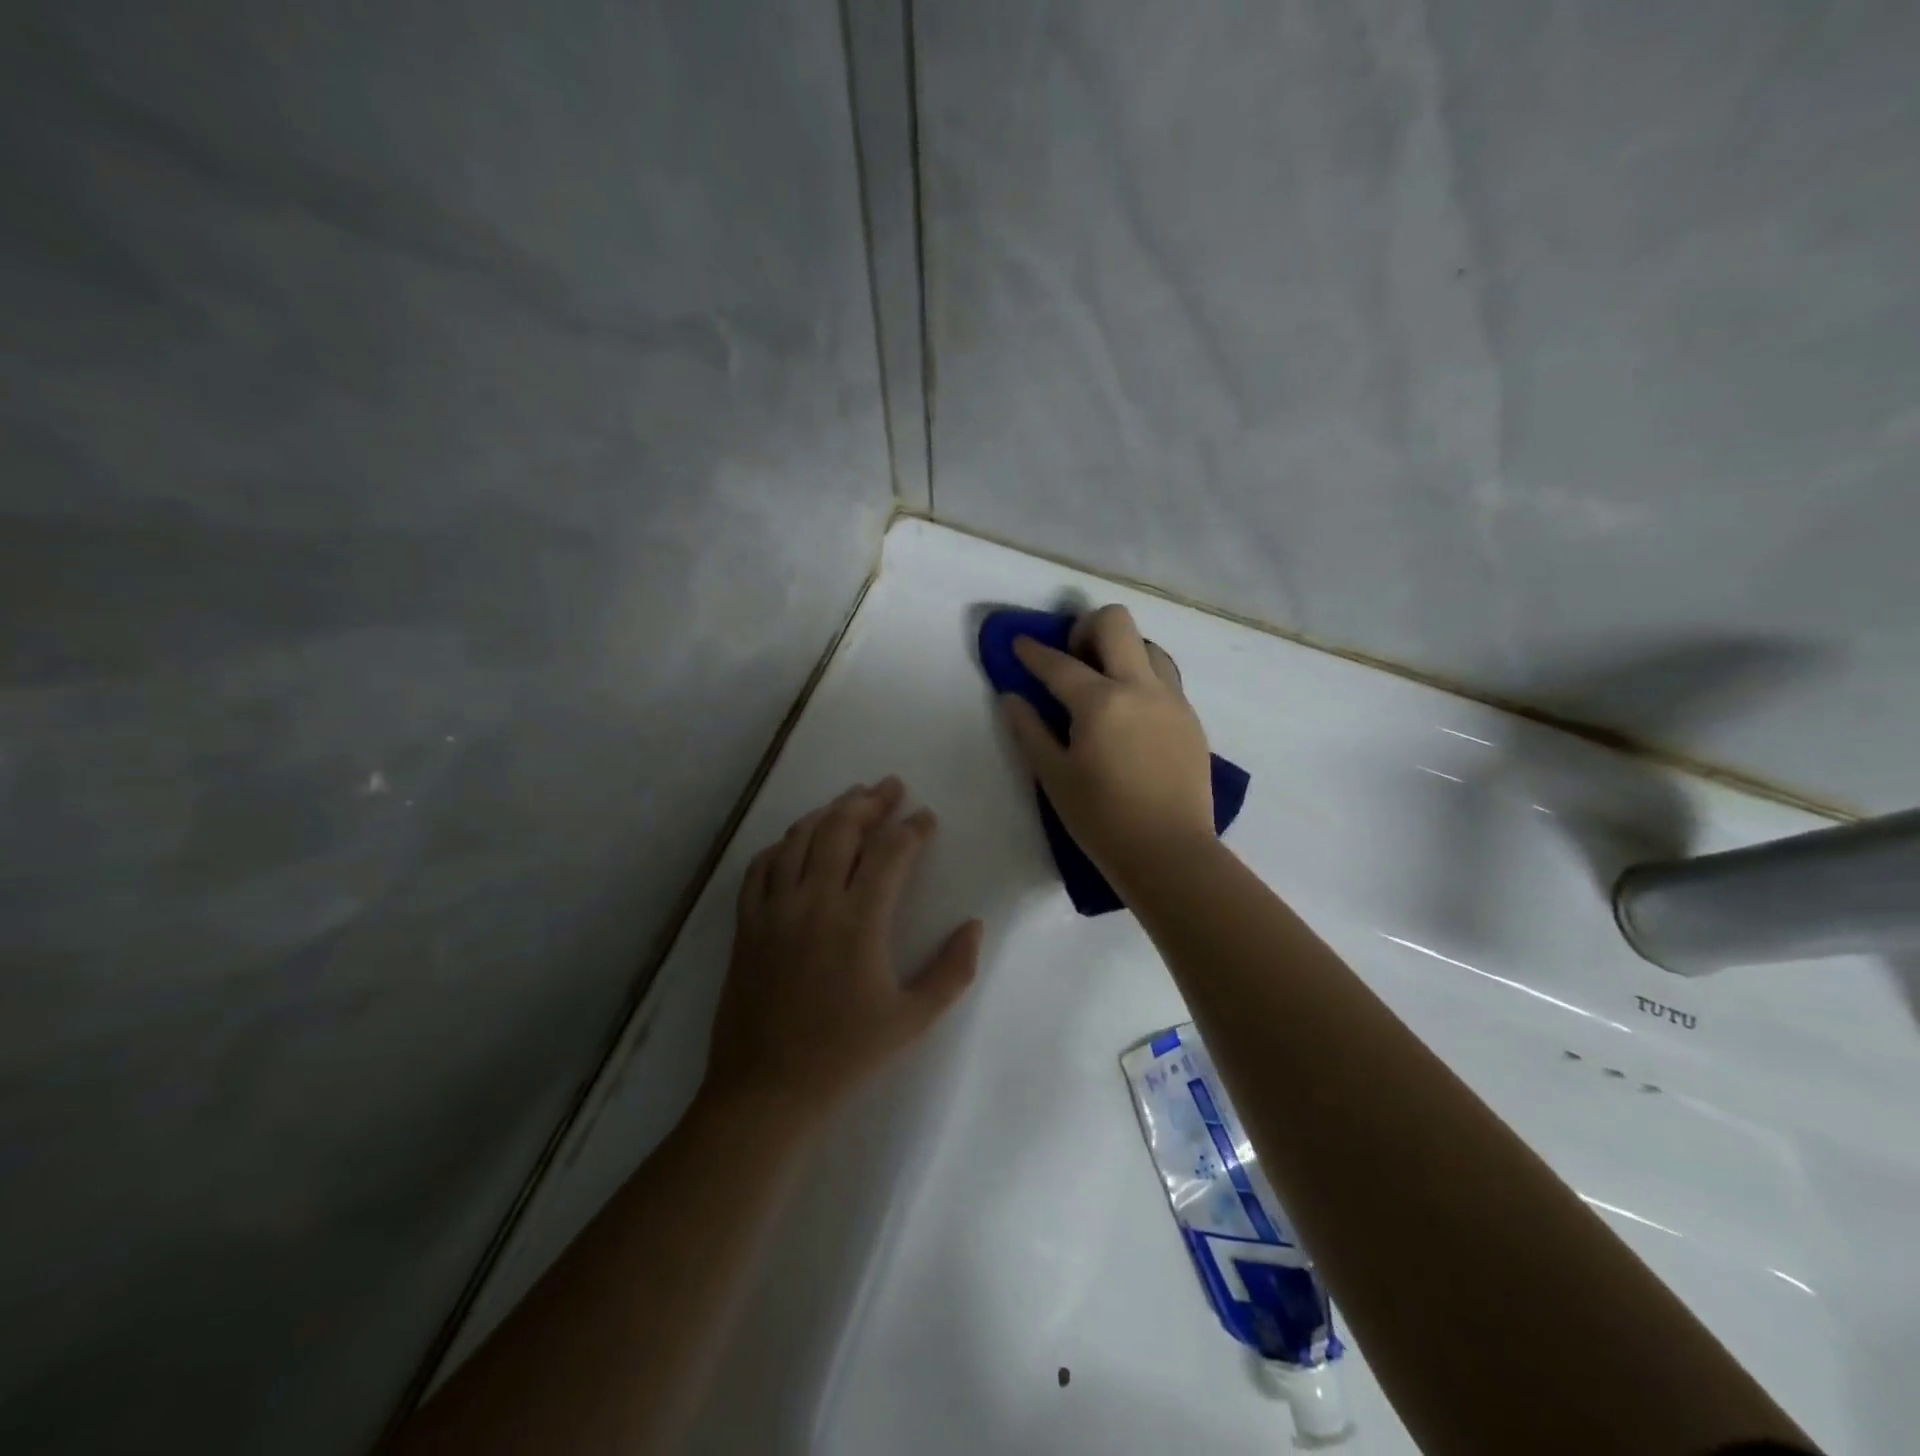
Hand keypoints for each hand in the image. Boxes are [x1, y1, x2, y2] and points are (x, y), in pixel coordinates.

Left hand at [706, 778, 981, 1119]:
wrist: (766, 1089)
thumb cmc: (845, 1054)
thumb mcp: (913, 1019)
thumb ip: (952, 970)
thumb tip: (974, 925)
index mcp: (858, 920)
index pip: (891, 852)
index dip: (913, 828)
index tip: (928, 818)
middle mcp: (814, 900)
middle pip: (842, 828)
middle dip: (870, 801)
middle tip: (890, 787)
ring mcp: (774, 908)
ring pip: (800, 837)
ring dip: (828, 811)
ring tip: (851, 799)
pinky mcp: (747, 923)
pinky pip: (761, 866)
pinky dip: (783, 844)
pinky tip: (797, 841)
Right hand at [1001, 605, 1214, 884]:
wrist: (1170, 853)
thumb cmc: (1102, 820)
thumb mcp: (1054, 777)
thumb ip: (1030, 731)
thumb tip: (1012, 698)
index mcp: (1101, 703)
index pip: (1059, 664)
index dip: (1033, 651)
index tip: (1020, 643)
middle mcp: (1140, 688)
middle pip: (1116, 622)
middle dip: (1086, 627)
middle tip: (1072, 657)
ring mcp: (1172, 700)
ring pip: (1148, 645)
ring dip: (1121, 650)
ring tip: (1104, 683)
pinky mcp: (1190, 719)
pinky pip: (1165, 677)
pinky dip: (1142, 677)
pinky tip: (1130, 712)